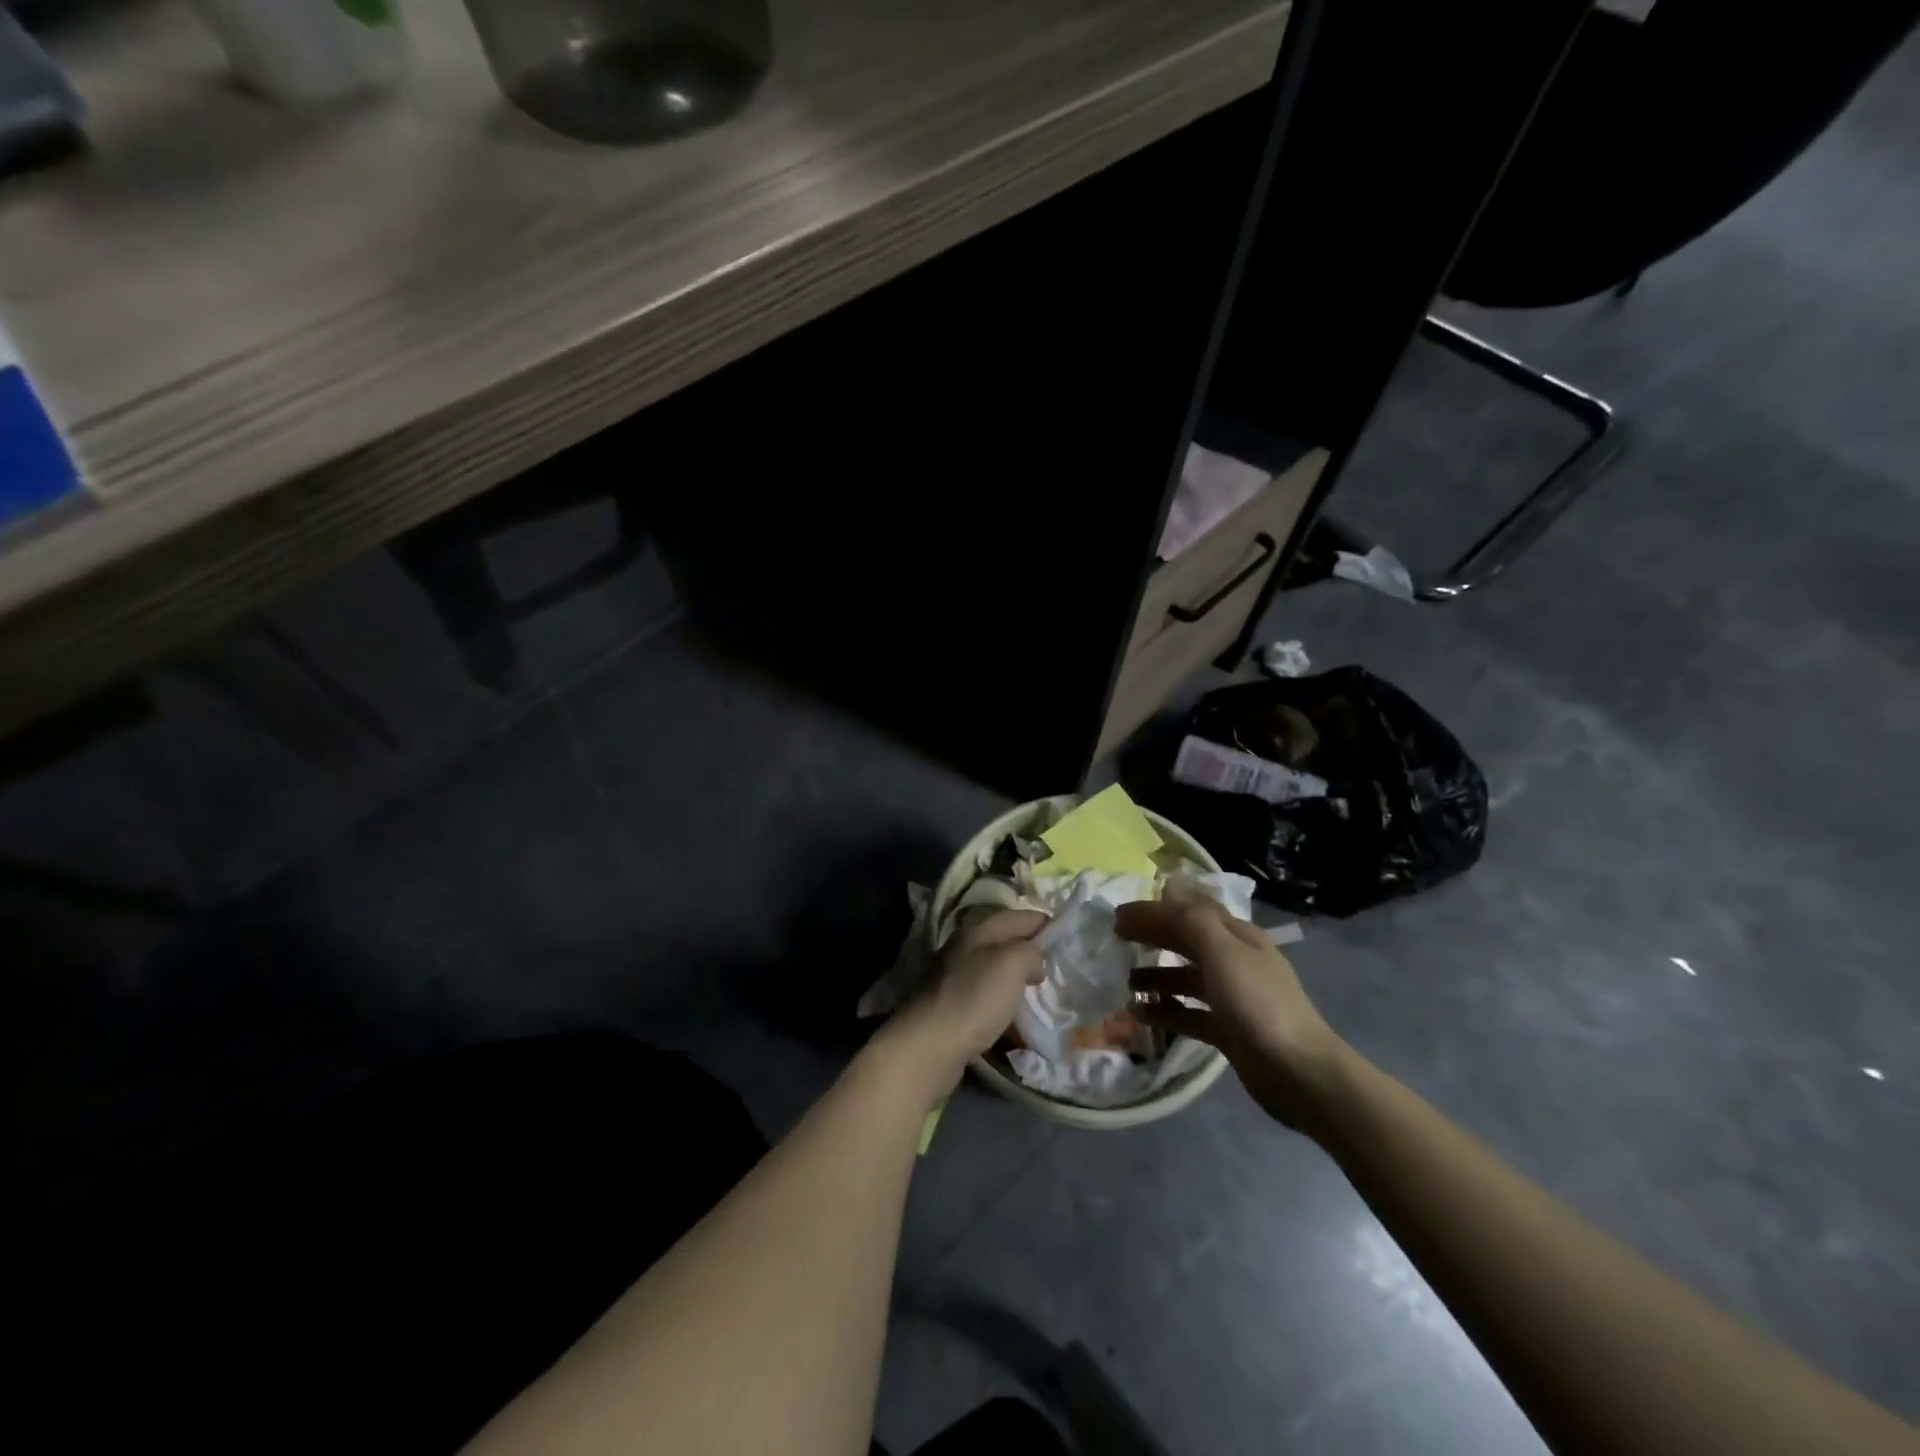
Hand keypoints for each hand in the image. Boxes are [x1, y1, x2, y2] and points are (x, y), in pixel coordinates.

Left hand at [881, 909, 1044, 1100]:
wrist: (929, 1045)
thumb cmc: (974, 998)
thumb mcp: (1011, 964)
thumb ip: (1030, 951)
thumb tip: (1035, 959)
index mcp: (978, 929)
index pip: (1020, 916)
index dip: (1046, 923)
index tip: (1071, 938)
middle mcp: (964, 946)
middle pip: (1006, 939)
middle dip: (1032, 950)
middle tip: (1060, 967)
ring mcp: (955, 974)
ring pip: (996, 966)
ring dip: (1017, 975)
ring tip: (1041, 990)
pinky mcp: (952, 1003)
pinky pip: (986, 991)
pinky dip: (1003, 997)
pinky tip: (1013, 1011)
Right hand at [1116, 885, 1348, 1132]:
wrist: (1299, 1072)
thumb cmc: (1257, 1004)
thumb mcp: (1222, 952)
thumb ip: (1192, 918)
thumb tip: (1168, 882)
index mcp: (1237, 937)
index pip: (1189, 912)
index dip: (1154, 910)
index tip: (1118, 915)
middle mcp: (1234, 961)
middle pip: (1186, 942)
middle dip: (1152, 938)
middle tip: (1114, 941)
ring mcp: (1231, 997)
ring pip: (1185, 979)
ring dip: (1155, 976)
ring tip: (1124, 981)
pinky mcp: (1227, 1030)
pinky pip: (1188, 1013)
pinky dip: (1165, 1011)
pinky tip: (1140, 1014)